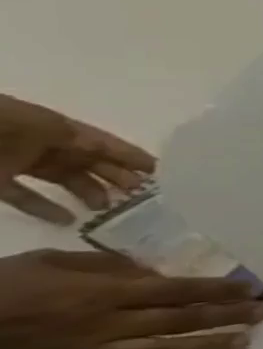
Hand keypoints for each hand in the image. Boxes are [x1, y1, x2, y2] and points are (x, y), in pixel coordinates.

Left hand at [0, 94, 154, 224]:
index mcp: (55, 128)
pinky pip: (25, 195)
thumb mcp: (39, 127)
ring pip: (63, 178)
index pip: (103, 143)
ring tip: (112, 209)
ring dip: (88, 192)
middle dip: (116, 176)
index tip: (161, 171)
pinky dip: (46, 207)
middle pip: (88, 161)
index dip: (131, 155)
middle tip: (144, 195)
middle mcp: (41, 144)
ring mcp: (15, 162)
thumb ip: (74, 141)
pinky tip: (68, 220)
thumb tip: (115, 155)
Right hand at [0, 249, 262, 348]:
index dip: (219, 291)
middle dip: (226, 317)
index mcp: (101, 293)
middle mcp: (102, 325)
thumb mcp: (51, 262)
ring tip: (241, 344)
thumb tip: (154, 272)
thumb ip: (107, 267)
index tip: (253, 290)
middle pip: (178, 321)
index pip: (177, 291)